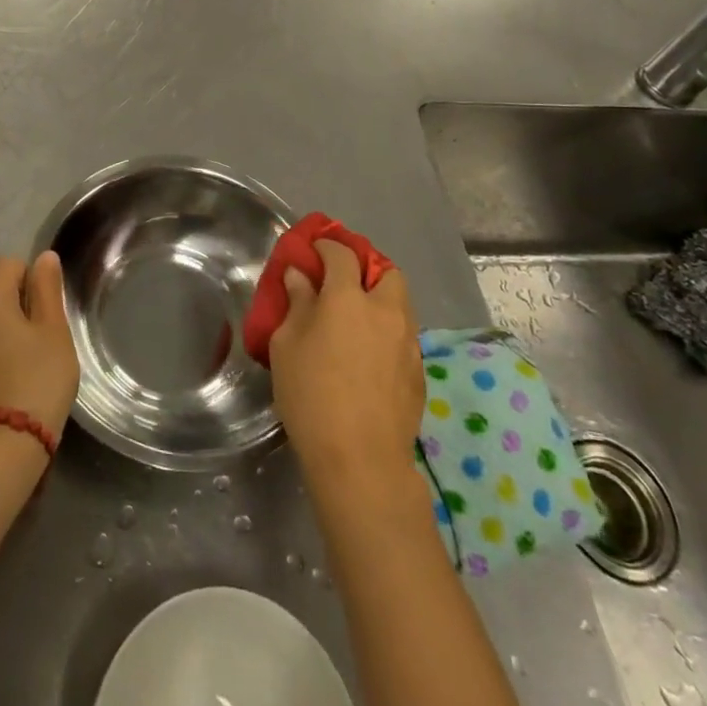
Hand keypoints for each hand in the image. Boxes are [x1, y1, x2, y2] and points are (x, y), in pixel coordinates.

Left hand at [0, 251, 79, 438]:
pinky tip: (14, 373)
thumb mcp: (53, 329)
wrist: (8, 442)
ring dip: (9, 325)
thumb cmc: (39, 377)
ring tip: (31, 357)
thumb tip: (44, 257)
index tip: (47, 310)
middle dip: (21, 302)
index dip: (33, 278)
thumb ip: (47, 288)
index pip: (9, 264)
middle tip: (44, 335)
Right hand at [269, 239, 423, 492]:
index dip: (327, 246)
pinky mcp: (419, 371)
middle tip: (344, 283)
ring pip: (400, 303)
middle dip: (367, 268)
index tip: (313, 251)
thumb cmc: (311, 395)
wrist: (360, 459)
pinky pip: (404, 336)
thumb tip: (300, 276)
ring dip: (380, 300)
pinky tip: (369, 356)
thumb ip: (297, 303)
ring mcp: (408, 341)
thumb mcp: (288, 345)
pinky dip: (388, 332)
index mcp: (349, 297)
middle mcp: (385, 310)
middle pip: (386, 271)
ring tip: (356, 320)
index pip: (342, 254)